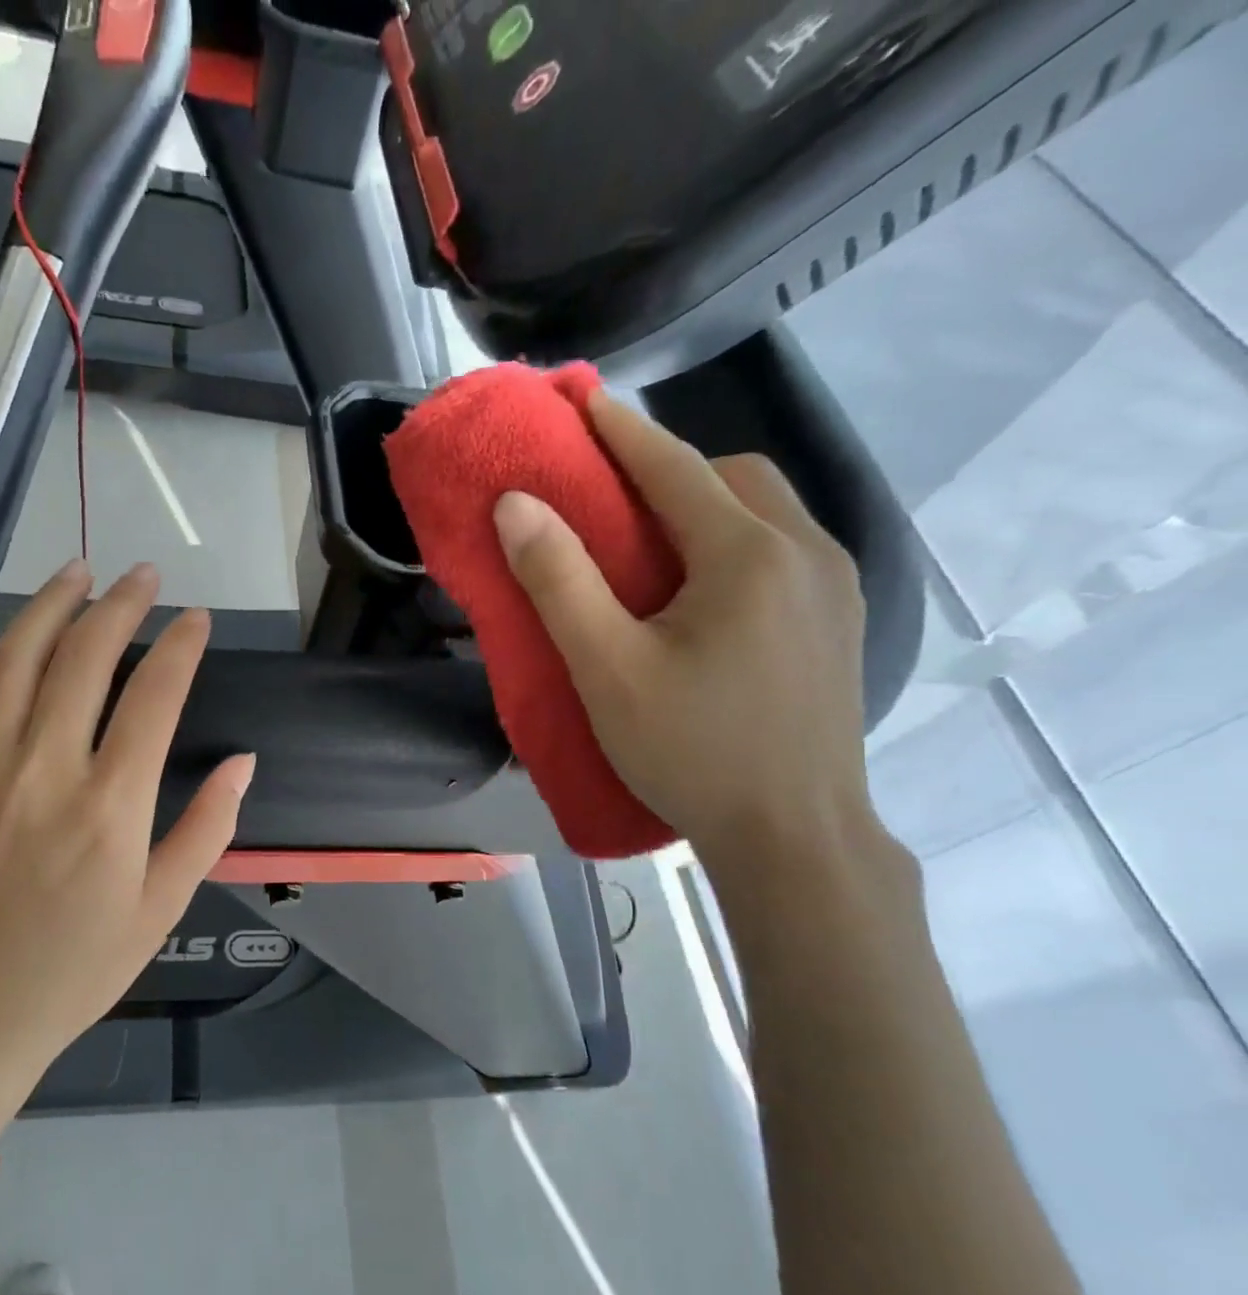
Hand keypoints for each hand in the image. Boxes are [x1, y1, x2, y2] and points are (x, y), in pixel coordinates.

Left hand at [0, 562, 254, 1158]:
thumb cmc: (80, 968)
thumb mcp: (163, 908)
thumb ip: (207, 828)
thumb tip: (243, 762)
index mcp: (112, 805)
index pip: (156, 696)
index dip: (181, 647)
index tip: (197, 620)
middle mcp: (47, 769)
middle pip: (88, 658)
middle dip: (123, 606)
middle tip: (145, 577)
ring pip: (17, 659)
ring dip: (51, 604)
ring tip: (78, 569)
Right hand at [494, 391, 876, 874]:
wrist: (794, 836)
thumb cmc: (691, 751)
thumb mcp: (606, 669)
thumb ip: (558, 582)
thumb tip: (515, 505)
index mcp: (747, 555)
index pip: (674, 467)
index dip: (620, 429)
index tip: (578, 398)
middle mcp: (807, 551)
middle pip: (734, 478)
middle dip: (671, 472)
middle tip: (613, 506)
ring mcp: (835, 588)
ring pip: (767, 513)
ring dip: (707, 509)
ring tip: (653, 554)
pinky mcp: (840, 623)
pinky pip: (785, 552)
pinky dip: (735, 546)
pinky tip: (703, 598)